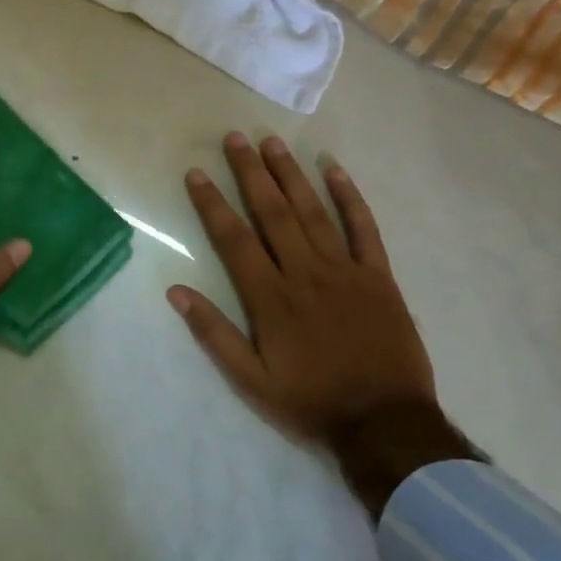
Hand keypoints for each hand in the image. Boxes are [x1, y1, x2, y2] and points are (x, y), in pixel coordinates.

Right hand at [167, 132, 476, 518]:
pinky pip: (363, 228)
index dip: (212, 203)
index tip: (196, 173)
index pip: (234, 239)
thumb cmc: (310, 402)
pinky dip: (350, 197)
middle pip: (272, 212)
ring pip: (313, 211)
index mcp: (270, 298)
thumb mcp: (250, 380)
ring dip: (290, 175)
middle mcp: (304, 273)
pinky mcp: (378, 276)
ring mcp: (344, 270)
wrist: (385, 423)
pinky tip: (334, 169)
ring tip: (272, 143)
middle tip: (234, 138)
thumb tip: (176, 292)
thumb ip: (213, 334)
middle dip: (250, 173)